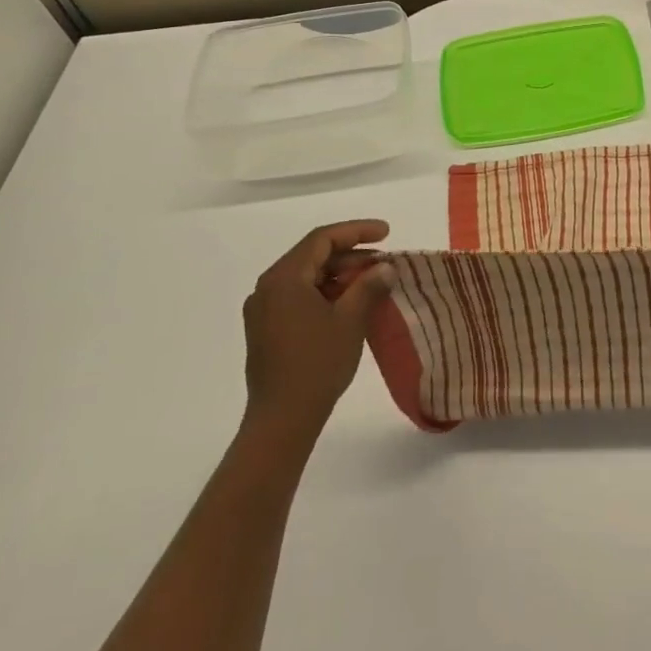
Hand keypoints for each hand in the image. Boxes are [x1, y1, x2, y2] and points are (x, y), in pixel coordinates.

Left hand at [242, 220, 392, 437]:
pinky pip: (298, 297)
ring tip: (372, 283)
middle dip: (351, 255)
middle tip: (384, 262)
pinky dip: (325, 294)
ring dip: (340, 276)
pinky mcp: (266, 330)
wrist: (282, 419)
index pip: (322, 239)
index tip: (387, 233)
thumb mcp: (351, 320)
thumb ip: (369, 286)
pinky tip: (349, 305)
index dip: (357, 231)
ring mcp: (263, 310)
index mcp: (284, 278)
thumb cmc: (317, 363)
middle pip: (313, 256)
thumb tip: (384, 267)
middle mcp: (268, 287)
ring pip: (306, 278)